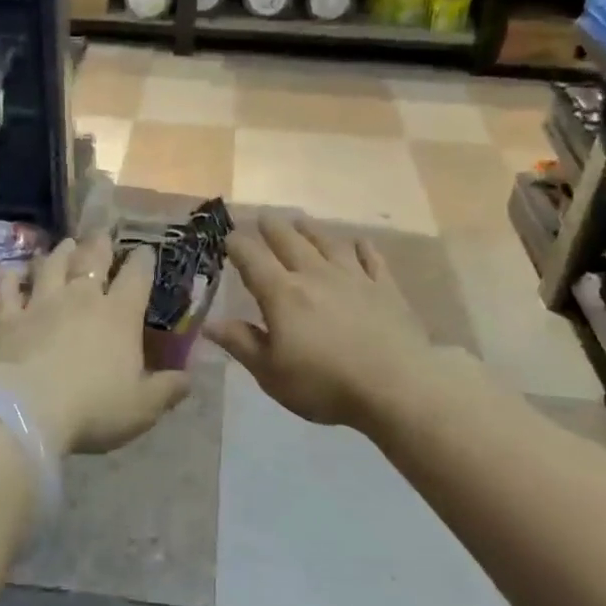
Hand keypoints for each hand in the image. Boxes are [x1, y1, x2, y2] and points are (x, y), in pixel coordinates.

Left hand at [0, 235, 189, 455]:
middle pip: (92, 261)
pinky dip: (9, 279)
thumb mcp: (143, 407)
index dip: (143, 261)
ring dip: (59, 253)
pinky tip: (9, 272)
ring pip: (51, 267)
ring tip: (65, 243)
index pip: (136, 277)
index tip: (146, 251)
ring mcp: (41, 304)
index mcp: (119, 315)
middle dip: (100, 245)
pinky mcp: (8, 318)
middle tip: (102, 234)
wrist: (28, 411)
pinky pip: (8, 291)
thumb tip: (189, 378)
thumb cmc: (94, 408)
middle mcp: (81, 299)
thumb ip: (168, 389)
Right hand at [205, 214, 429, 429]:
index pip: (253, 260)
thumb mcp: (271, 373)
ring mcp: (354, 278)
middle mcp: (315, 276)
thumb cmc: (324, 385)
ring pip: (328, 243)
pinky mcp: (385, 288)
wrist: (395, 388)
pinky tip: (359, 242)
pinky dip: (362, 247)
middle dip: (273, 228)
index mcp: (282, 295)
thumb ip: (241, 343)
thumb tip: (209, 323)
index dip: (238, 246)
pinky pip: (371, 258)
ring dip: (311, 230)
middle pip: (290, 242)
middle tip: (264, 217)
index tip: (228, 237)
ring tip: (301, 220)